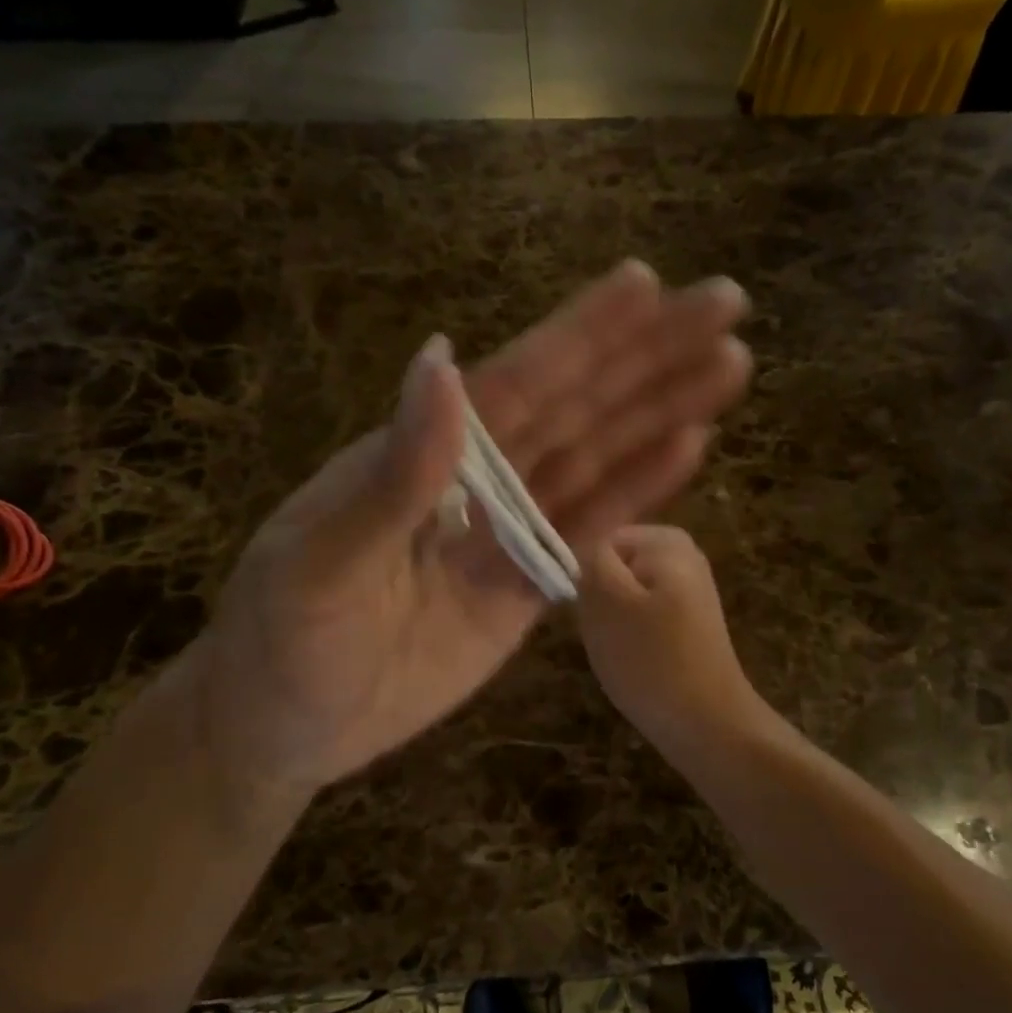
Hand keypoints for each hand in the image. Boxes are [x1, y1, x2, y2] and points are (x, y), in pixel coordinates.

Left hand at [178, 262, 751, 806]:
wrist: (287, 727)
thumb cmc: (282, 643)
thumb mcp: (320, 563)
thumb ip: (393, 477)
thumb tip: (441, 364)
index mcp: (422, 455)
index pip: (516, 383)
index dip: (582, 336)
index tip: (647, 286)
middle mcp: (475, 479)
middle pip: (575, 408)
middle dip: (648, 357)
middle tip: (725, 304)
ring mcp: (505, 533)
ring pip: (597, 460)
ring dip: (660, 413)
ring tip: (729, 368)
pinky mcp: (525, 589)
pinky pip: (589, 532)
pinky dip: (638, 492)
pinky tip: (688, 449)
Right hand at [576, 524, 768, 753]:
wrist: (708, 724)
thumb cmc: (651, 658)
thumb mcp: (605, 599)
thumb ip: (587, 558)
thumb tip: (579, 546)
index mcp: (665, 539)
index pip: (596, 541)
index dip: (582, 575)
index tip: (584, 610)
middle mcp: (682, 554)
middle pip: (610, 568)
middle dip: (597, 599)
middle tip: (603, 634)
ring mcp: (687, 590)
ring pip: (621, 597)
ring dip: (610, 623)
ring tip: (619, 652)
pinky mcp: (687, 624)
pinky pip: (640, 620)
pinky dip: (630, 640)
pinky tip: (635, 663)